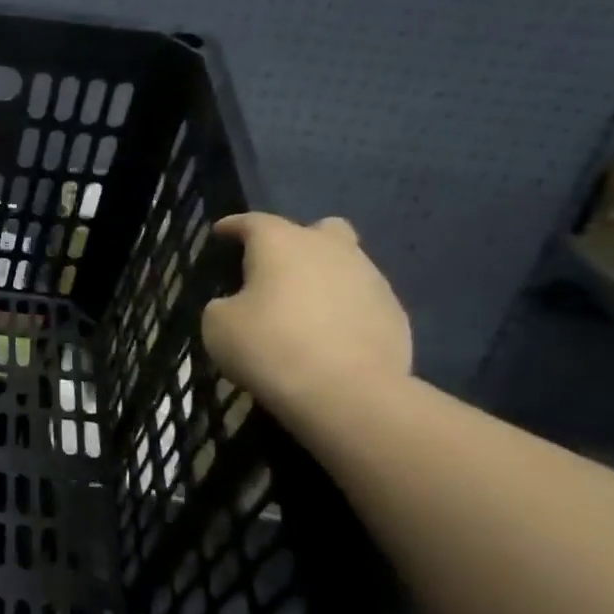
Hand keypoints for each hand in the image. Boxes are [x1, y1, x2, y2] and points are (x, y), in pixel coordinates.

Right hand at [200, 213, 411, 420]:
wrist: (346, 391)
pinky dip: (345, 310)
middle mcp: (330, 248)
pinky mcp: (394, 312)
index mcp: (282, 243)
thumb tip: (237, 304)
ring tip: (304, 310)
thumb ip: (224, 305)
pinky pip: (362, 300)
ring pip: (346, 263)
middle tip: (278, 270)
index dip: (233, 226)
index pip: (253, 222)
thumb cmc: (270, 347)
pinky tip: (330, 337)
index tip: (220, 233)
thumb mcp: (219, 326)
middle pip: (317, 229)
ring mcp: (370, 278)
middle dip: (298, 242)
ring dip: (324, 278)